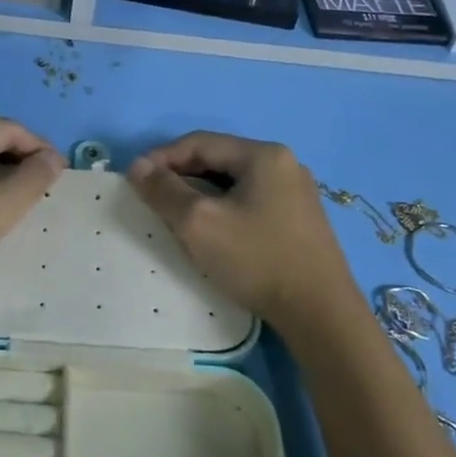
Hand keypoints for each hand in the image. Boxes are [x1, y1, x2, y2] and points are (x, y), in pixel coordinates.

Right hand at [128, 132, 362, 333]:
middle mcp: (284, 164)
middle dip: (181, 177)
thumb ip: (164, 191)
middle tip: (154, 201)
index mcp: (263, 155)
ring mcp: (296, 192)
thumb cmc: (257, 259)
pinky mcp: (300, 219)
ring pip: (233, 183)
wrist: (320, 314)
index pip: (199, 142)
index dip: (162, 157)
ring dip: (201, 195)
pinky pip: (251, 201)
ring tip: (177, 218)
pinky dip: (224, 209)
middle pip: (218, 159)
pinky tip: (213, 233)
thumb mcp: (198, 223)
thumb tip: (138, 166)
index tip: (135, 181)